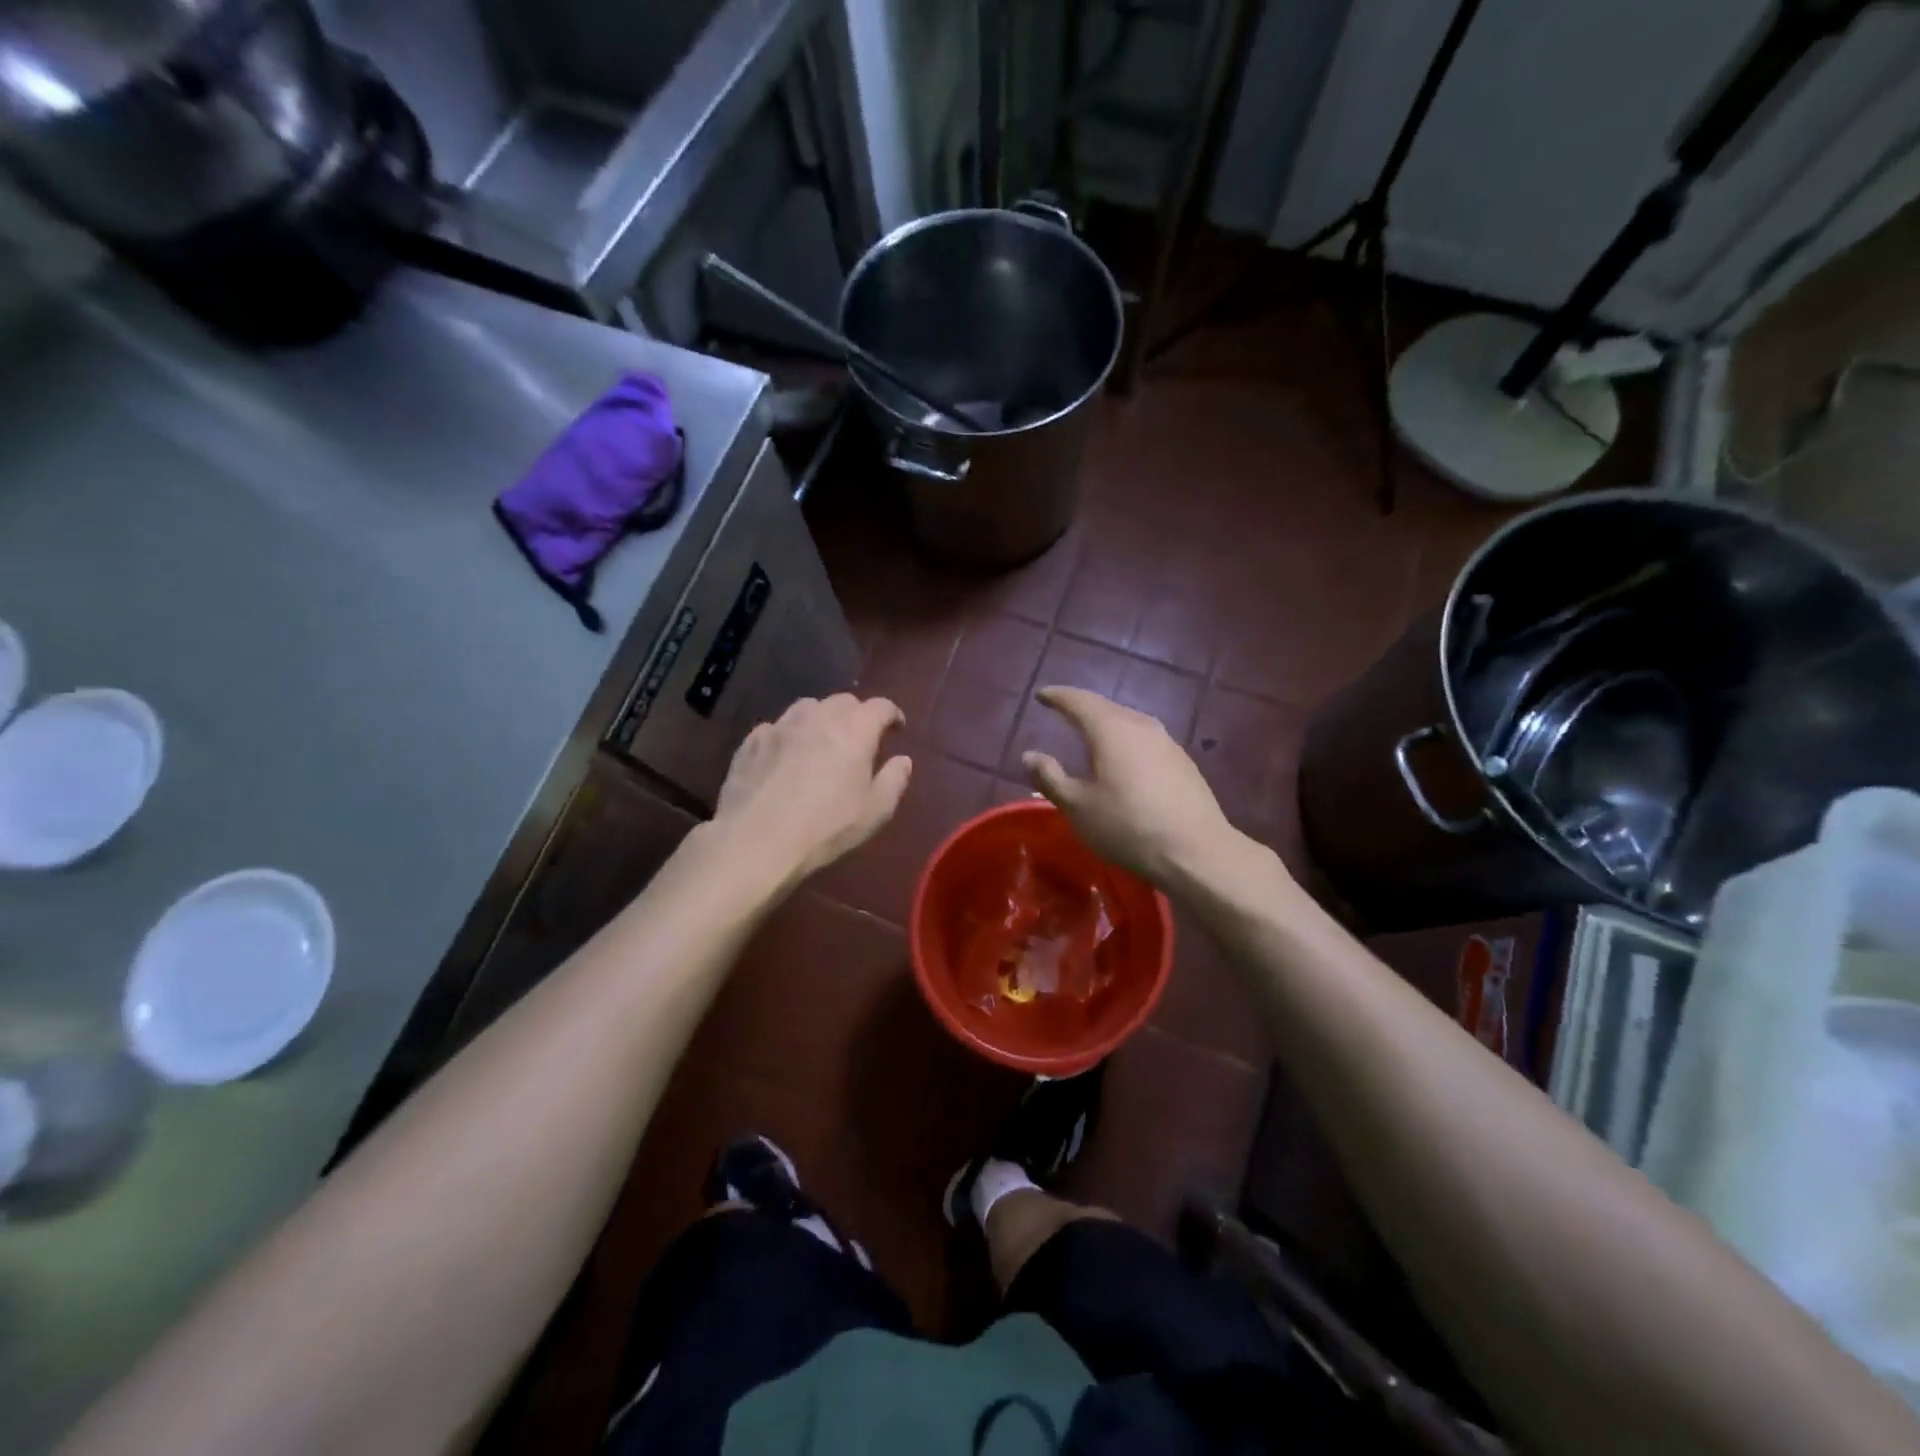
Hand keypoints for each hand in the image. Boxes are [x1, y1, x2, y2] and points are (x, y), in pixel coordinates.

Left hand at [712, 694, 911, 882]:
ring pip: (807, 708)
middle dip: (857, 715)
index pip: (881, 706)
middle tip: (859, 739)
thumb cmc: (826, 827)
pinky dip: (788, 736)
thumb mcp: (875, 811)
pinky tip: (785, 758)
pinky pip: (777, 728)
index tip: (896, 729)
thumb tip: (903, 760)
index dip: (892, 715)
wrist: (757, 841)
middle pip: (844, 701)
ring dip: (821, 719)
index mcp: (855, 729)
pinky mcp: (751, 741)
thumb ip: (894, 780)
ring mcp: (781, 726)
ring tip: (821, 742)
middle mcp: (818, 716)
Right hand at [1022, 686, 1241, 885]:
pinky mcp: (1183, 762)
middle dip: (1082, 708)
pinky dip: (1127, 742)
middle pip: (1106, 708)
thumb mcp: (1077, 806)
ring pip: (1129, 723)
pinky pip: (1145, 741)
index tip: (1042, 695)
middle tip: (1064, 712)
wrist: (1195, 850)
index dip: (1057, 696)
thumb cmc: (1127, 826)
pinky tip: (1124, 761)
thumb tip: (1030, 755)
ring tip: (1091, 735)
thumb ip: (1050, 777)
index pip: (1078, 701)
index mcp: (1110, 729)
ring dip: (1107, 725)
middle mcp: (1141, 725)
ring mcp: (1167, 742)